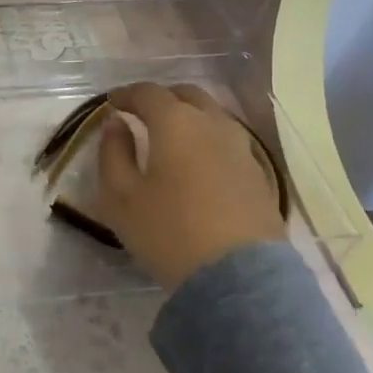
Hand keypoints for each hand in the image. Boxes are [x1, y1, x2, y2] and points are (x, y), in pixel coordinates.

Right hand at [95, 82, 284, 290]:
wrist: (241, 279)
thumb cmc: (170, 232)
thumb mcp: (121, 197)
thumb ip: (112, 153)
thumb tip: (116, 125)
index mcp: (175, 122)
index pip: (147, 92)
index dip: (127, 94)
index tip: (113, 102)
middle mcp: (212, 123)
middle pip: (186, 95)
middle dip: (161, 99)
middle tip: (143, 114)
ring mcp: (241, 147)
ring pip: (212, 115)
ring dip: (189, 117)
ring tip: (172, 138)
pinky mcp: (259, 174)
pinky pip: (228, 141)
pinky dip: (208, 140)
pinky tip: (199, 163)